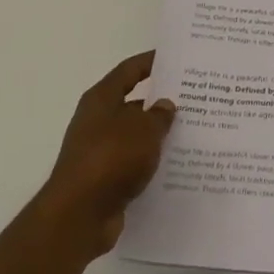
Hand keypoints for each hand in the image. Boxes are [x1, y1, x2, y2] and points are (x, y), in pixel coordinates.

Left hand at [38, 51, 175, 260]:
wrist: (79, 214)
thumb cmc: (111, 158)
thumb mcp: (143, 130)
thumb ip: (159, 115)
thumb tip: (165, 105)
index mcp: (101, 98)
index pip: (129, 70)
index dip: (151, 62)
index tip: (175, 59)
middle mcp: (97, 120)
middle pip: (133, 103)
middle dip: (161, 103)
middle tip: (194, 101)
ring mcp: (99, 150)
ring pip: (135, 136)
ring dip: (158, 136)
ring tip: (193, 135)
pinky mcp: (104, 178)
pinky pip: (133, 163)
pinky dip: (151, 163)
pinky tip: (176, 167)